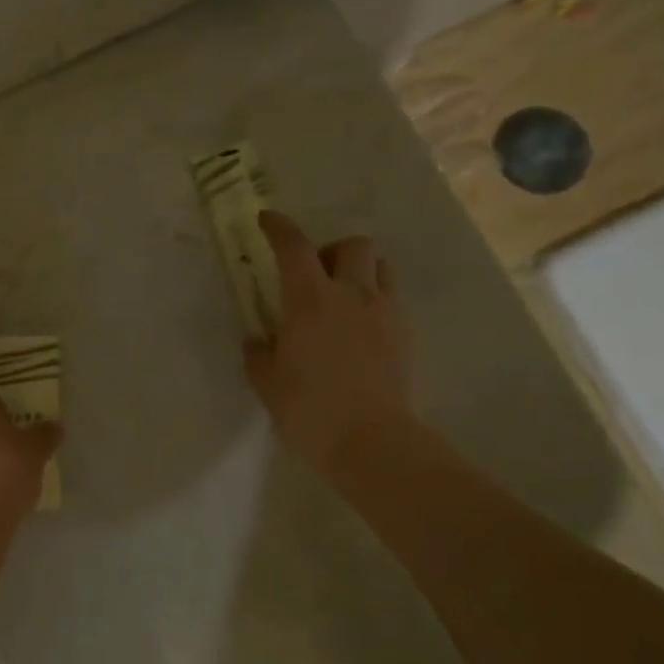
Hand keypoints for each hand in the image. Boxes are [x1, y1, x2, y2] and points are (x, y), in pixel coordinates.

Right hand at [244, 211, 417, 481]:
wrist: (373, 443)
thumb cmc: (310, 411)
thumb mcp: (267, 384)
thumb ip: (259, 355)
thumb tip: (257, 340)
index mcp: (310, 300)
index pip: (294, 247)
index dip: (279, 228)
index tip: (266, 220)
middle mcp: (351, 294)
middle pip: (352, 245)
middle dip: (331, 251)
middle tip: (314, 277)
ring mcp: (385, 313)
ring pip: (381, 267)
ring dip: (360, 271)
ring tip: (343, 299)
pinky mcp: (406, 336)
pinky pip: (392, 301)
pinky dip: (375, 303)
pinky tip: (362, 332)